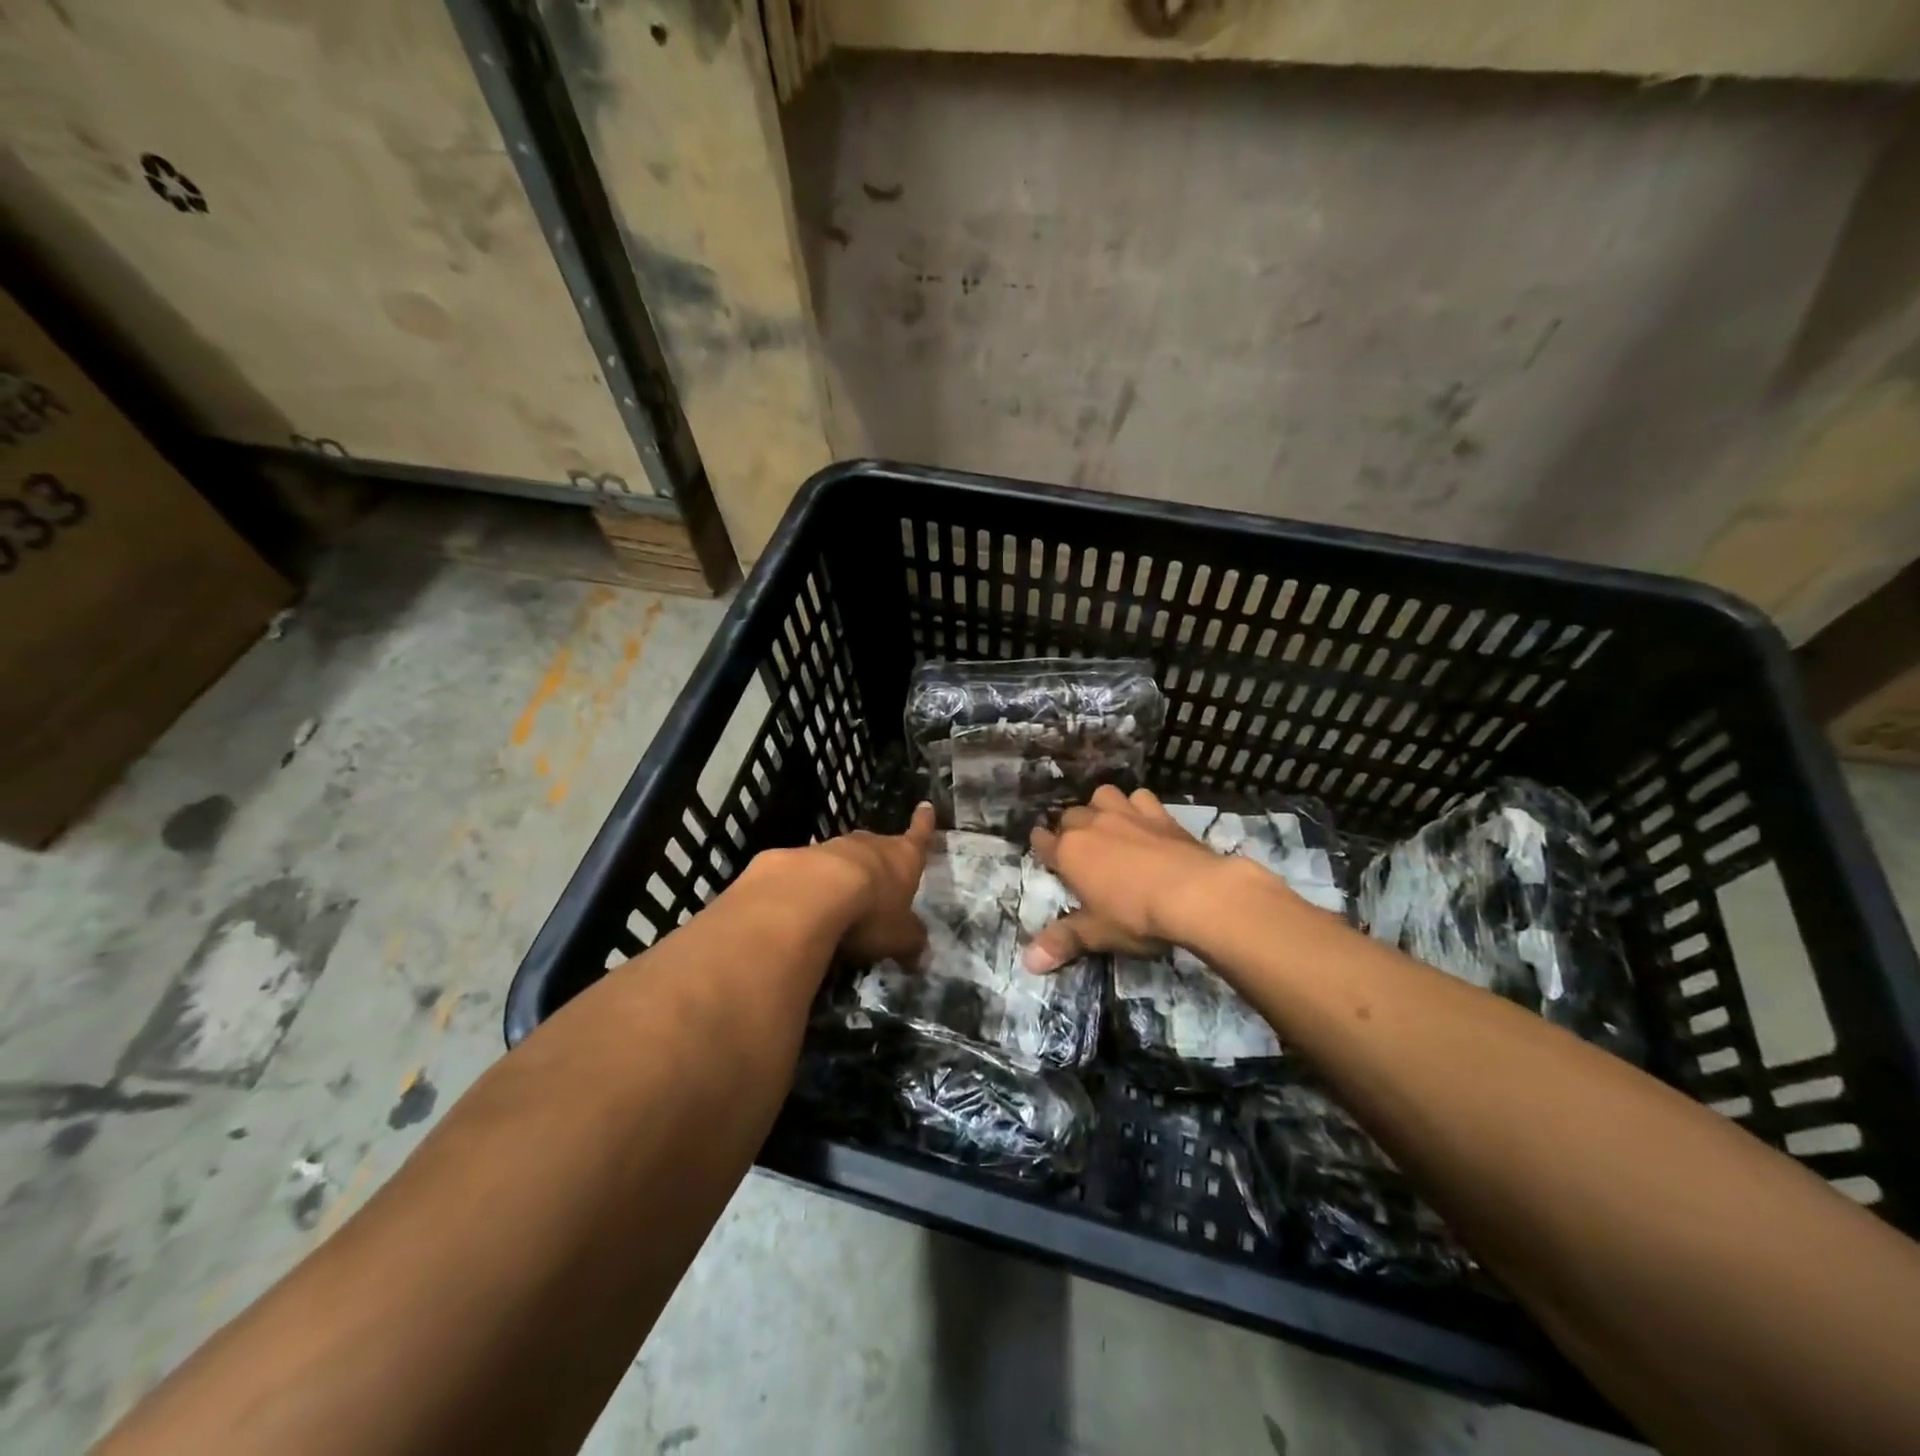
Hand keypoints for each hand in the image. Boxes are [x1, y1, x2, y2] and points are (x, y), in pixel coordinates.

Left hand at [814, 801, 935, 965]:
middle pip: (879, 846)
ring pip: (843, 856)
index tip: (925, 805)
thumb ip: (911, 944)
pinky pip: (809, 870)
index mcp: (902, 858)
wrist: (811, 894)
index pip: (919, 836)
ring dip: (844, 872)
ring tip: (840, 897)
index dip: (923, 824)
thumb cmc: (871, 911)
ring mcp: (832, 848)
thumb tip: (922, 959)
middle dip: (880, 859)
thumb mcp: (899, 937)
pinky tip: (804, 905)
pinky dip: (811, 884)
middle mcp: (870, 845)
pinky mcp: (797, 858)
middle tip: (879, 876)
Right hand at [1025, 785, 1240, 970]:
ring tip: (1108, 826)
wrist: (1194, 894)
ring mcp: (1126, 814)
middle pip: (1070, 816)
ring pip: (1102, 796)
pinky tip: (1144, 820)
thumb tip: (1029, 963)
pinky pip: (1140, 797)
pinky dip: (1137, 806)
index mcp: (1069, 852)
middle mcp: (1092, 825)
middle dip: (1070, 828)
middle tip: (1079, 850)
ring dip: (1100, 807)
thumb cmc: (1136, 916)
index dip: (1041, 846)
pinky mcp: (1158, 813)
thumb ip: (1062, 942)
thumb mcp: (1097, 934)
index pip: (1042, 841)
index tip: (1043, 851)